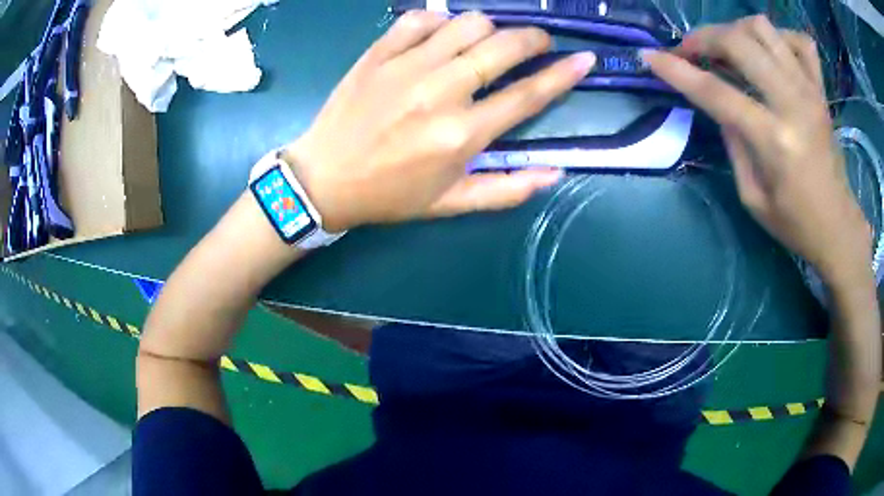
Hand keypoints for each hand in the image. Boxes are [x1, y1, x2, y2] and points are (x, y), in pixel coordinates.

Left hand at [282, 11, 595, 231]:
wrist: (324, 179)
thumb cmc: (390, 194)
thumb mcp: (451, 203)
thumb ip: (507, 189)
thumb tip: (555, 173)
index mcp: (462, 136)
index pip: (527, 95)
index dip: (563, 74)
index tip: (583, 58)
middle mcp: (440, 93)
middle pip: (502, 47)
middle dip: (532, 38)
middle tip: (537, 43)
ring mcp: (406, 67)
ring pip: (467, 23)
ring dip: (489, 28)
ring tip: (488, 42)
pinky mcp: (378, 53)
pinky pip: (421, 18)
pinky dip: (441, 21)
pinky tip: (443, 36)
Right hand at [644, 16, 871, 287]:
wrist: (838, 228)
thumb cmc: (795, 223)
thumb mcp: (752, 196)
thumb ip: (733, 143)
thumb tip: (718, 104)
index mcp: (774, 141)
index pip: (716, 92)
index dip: (677, 71)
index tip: (650, 57)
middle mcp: (793, 104)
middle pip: (739, 42)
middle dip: (704, 38)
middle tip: (692, 51)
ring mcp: (810, 91)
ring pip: (764, 28)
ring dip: (737, 30)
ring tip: (730, 48)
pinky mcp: (821, 90)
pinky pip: (800, 42)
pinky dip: (780, 38)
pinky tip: (771, 53)